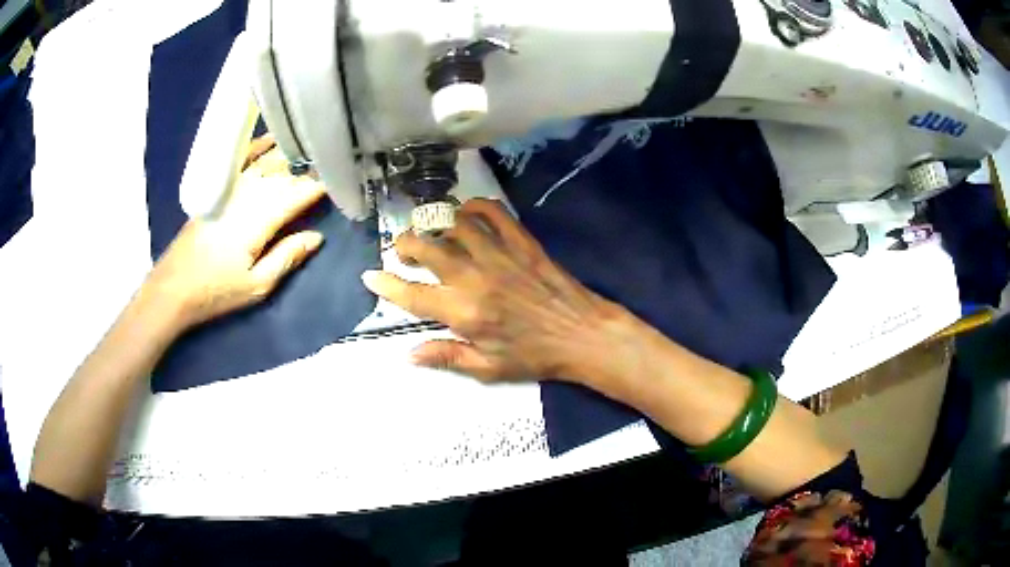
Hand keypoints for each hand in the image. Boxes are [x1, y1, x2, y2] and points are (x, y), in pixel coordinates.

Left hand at [143, 139, 326, 331]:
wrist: (173, 287)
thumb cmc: (215, 291)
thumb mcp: (256, 286)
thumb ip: (287, 257)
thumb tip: (316, 237)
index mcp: (259, 220)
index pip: (298, 193)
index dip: (321, 185)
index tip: (342, 180)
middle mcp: (247, 195)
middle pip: (284, 173)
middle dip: (310, 166)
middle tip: (333, 161)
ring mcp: (230, 189)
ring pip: (266, 162)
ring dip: (290, 154)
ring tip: (312, 146)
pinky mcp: (218, 189)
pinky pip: (241, 160)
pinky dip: (257, 147)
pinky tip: (272, 139)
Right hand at [361, 199, 630, 382]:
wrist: (582, 335)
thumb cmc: (534, 356)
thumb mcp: (488, 368)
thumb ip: (447, 356)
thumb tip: (409, 354)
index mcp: (465, 313)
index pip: (413, 295)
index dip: (386, 285)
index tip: (370, 276)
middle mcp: (476, 279)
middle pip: (429, 249)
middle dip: (406, 245)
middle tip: (402, 250)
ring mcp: (500, 255)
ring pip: (456, 225)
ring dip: (437, 225)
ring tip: (433, 233)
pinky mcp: (522, 242)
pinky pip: (495, 213)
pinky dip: (476, 207)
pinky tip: (467, 213)